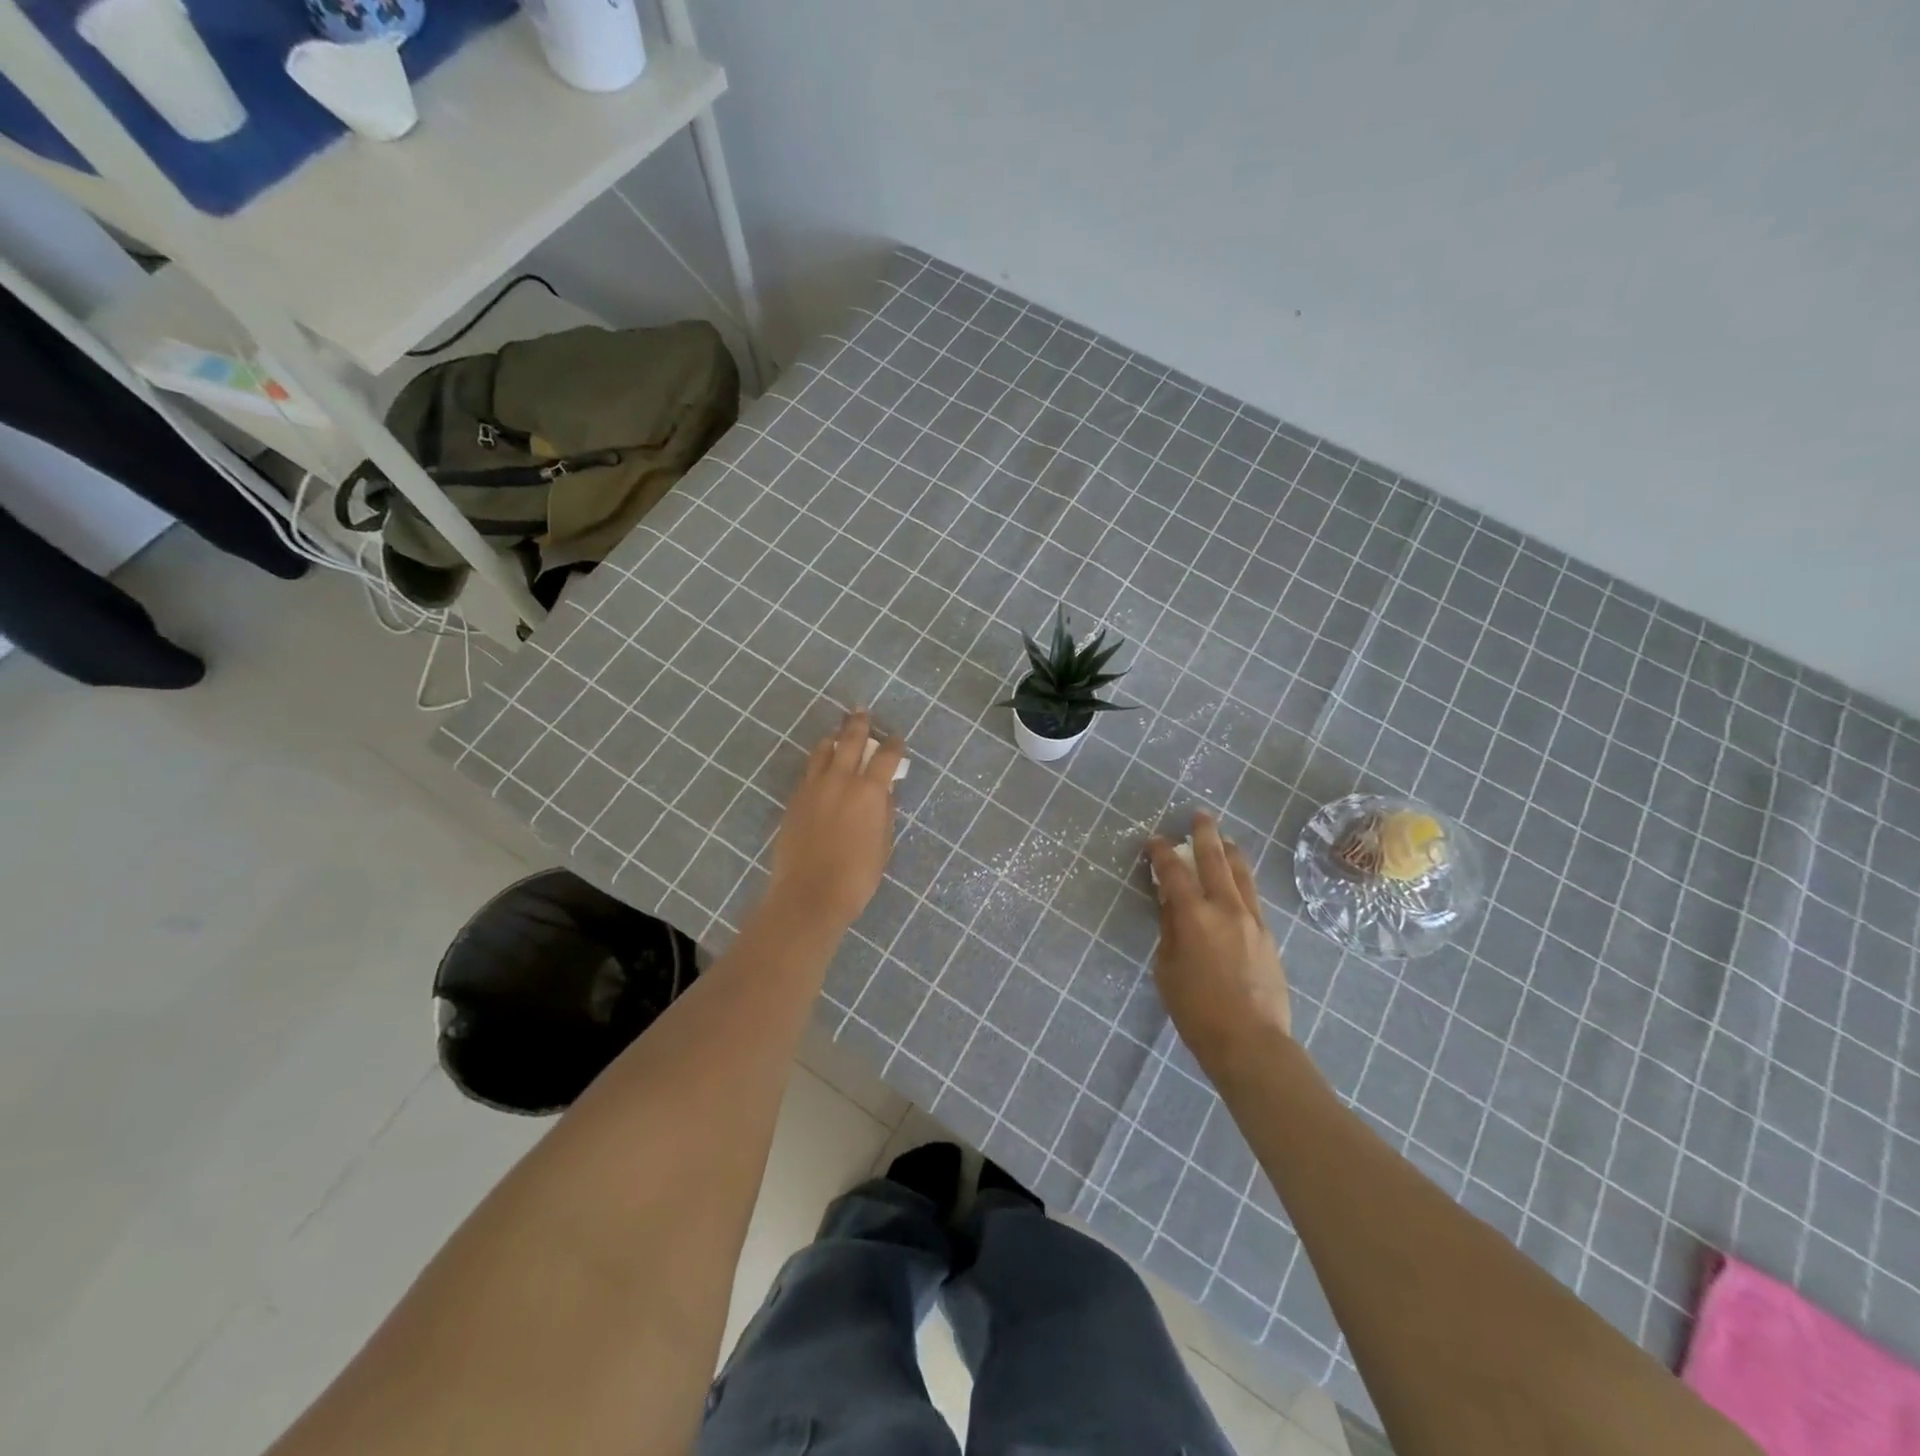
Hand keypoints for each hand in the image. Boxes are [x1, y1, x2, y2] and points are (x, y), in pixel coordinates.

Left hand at [765, 710, 904, 934]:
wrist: (809, 894)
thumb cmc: (856, 876)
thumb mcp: (882, 844)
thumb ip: (884, 813)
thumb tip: (883, 793)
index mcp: (869, 792)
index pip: (886, 757)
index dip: (894, 745)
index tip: (897, 738)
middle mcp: (840, 781)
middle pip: (850, 742)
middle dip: (859, 725)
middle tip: (861, 712)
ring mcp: (813, 788)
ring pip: (823, 751)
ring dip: (833, 739)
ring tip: (837, 735)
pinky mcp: (795, 800)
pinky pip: (809, 772)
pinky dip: (818, 763)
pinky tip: (821, 766)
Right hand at [1147, 813, 1290, 1065]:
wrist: (1251, 1041)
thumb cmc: (1196, 1010)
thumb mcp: (1167, 968)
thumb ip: (1169, 929)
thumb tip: (1171, 903)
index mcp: (1194, 916)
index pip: (1174, 871)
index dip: (1160, 852)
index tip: (1153, 841)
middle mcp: (1225, 908)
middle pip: (1215, 859)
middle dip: (1204, 834)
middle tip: (1199, 816)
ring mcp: (1252, 919)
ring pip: (1241, 873)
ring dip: (1229, 851)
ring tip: (1223, 839)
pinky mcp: (1268, 935)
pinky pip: (1253, 895)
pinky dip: (1241, 879)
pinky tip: (1237, 881)